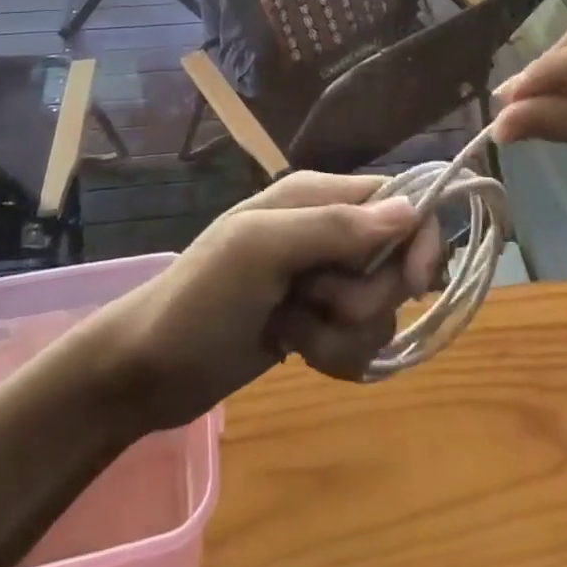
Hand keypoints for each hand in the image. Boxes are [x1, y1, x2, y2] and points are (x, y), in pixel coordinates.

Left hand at [98, 172, 444, 430]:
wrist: (148, 370)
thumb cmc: (201, 298)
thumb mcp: (261, 250)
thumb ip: (335, 227)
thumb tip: (411, 211)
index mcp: (316, 196)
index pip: (398, 199)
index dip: (418, 237)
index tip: (413, 283)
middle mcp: (327, 232)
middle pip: (394, 262)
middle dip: (362, 297)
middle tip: (313, 300)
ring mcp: (322, 281)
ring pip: (378, 309)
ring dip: (341, 333)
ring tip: (291, 331)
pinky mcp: (318, 323)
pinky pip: (358, 341)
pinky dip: (333, 354)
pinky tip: (293, 351)